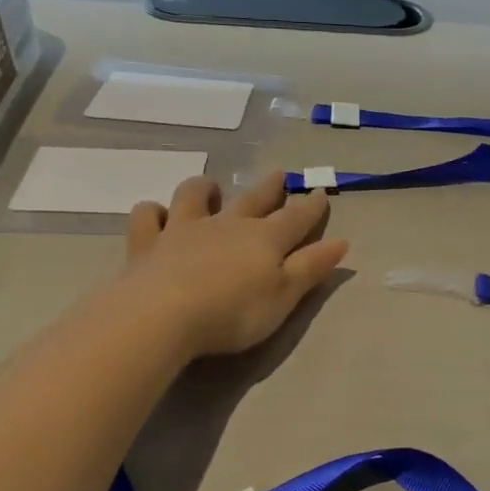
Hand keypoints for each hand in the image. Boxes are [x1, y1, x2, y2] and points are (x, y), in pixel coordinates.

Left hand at [118, 173, 348, 358]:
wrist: (162, 316)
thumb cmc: (233, 312)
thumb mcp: (284, 296)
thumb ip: (311, 268)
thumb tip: (341, 242)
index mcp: (264, 239)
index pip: (296, 218)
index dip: (311, 207)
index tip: (321, 193)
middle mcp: (227, 225)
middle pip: (252, 200)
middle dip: (269, 188)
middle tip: (279, 174)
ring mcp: (184, 230)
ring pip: (195, 197)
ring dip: (205, 189)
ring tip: (211, 188)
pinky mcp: (148, 243)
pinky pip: (148, 217)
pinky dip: (153, 213)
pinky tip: (156, 215)